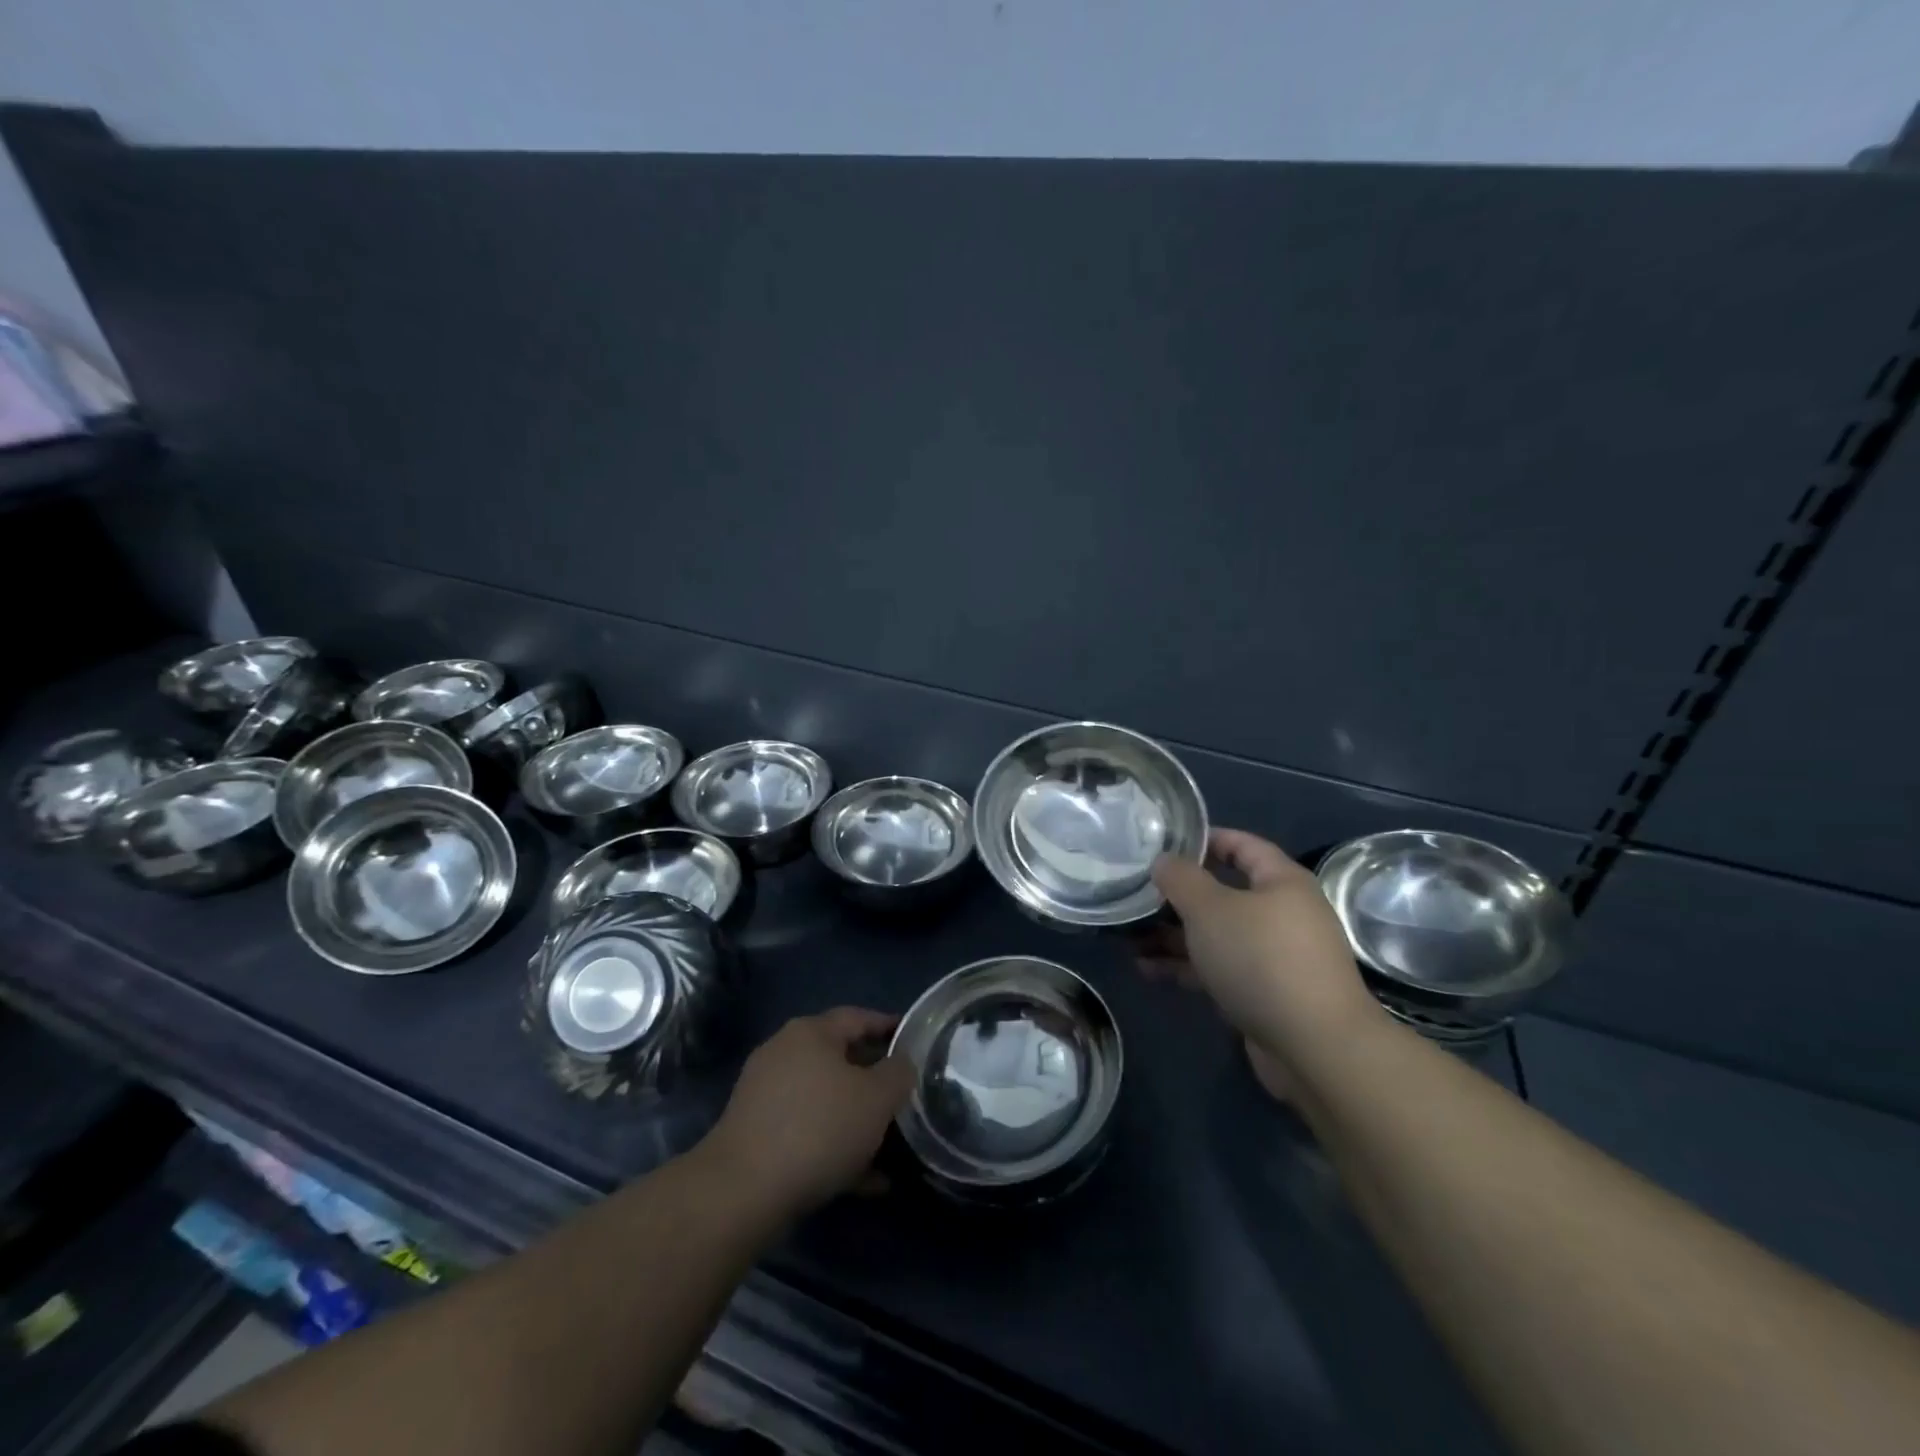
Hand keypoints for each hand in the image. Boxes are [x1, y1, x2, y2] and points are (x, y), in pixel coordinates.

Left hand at [702, 1008, 914, 1217]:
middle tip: (904, 1097)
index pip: (858, 1017)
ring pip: (825, 1101)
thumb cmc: (819, 1128)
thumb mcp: (877, 1098)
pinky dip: (835, 1149)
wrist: (742, 1192)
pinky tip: (865, 1182)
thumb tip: (900, 1064)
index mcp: (810, 1032)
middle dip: (874, 1081)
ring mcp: (765, 1095)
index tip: (915, 1042)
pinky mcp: (756, 1135)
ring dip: (857, 1121)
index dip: (889, 1027)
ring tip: (890, 1147)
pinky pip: (807, 1133)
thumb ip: (898, 1073)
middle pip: (840, 1060)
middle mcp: (784, 1054)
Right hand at [1137, 829, 1384, 1094]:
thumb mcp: (1210, 908)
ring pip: (1216, 935)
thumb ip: (1181, 879)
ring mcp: (1274, 957)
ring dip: (1174, 936)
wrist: (1315, 1047)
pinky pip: (1219, 969)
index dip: (1203, 840)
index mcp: (1281, 882)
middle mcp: (1282, 914)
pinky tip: (1148, 970)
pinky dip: (1186, 967)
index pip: (1241, 845)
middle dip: (1177, 897)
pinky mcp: (1265, 994)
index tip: (1162, 846)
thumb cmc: (1261, 959)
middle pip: (1223, 893)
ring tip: (1129, 939)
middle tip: (1136, 896)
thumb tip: (1164, 860)